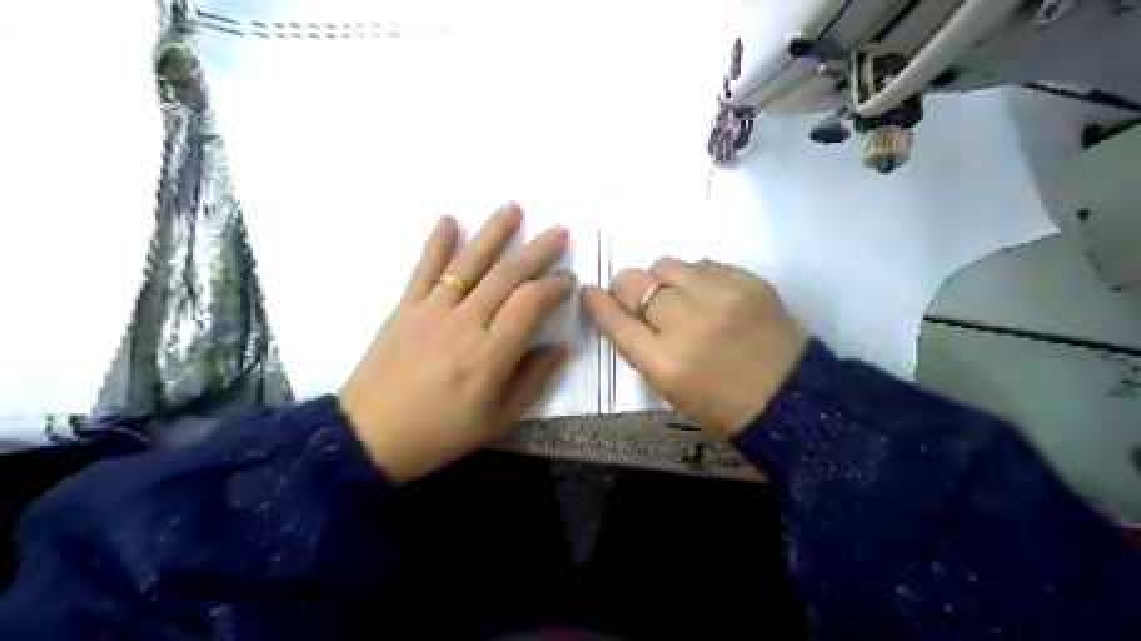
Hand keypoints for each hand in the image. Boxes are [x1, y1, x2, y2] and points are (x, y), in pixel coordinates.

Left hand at [335, 204, 570, 479]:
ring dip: (493, 233)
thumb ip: (533, 379)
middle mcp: (464, 324)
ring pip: (469, 264)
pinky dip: (436, 243)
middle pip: (506, 276)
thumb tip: (561, 346)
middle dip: (536, 251)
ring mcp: (431, 311)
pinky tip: (448, 219)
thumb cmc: (440, 434)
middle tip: (559, 231)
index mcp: (490, 355)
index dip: (554, 286)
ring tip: (513, 208)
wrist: (369, 438)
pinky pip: (424, 270)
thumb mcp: (498, 420)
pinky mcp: (404, 308)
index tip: (568, 278)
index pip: (530, 304)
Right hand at [583, 255, 806, 435]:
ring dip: (663, 279)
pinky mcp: (745, 281)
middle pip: (633, 282)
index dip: (597, 303)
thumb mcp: (670, 389)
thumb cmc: (722, 404)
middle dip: (627, 288)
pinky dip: (696, 278)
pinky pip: (701, 264)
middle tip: (640, 298)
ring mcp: (718, 297)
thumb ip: (642, 348)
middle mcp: (685, 324)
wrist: (789, 396)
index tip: (589, 291)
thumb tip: (623, 311)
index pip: (615, 320)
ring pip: (664, 264)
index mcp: (663, 363)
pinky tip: (709, 296)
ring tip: (680, 295)